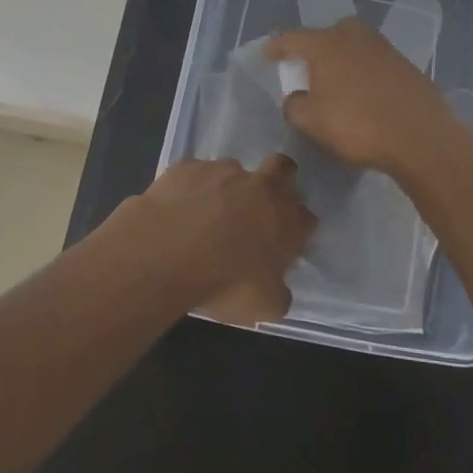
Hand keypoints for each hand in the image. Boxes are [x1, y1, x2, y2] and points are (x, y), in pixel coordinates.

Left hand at [100, 155, 314, 324]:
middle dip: (279, 179)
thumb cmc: (224, 283)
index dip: (297, 228)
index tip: (283, 243)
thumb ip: (278, 293)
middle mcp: (261, 187)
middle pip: (284, 168)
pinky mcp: (187, 166)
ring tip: (205, 213)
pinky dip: (190, 187)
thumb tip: (277, 288)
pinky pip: (194, 173)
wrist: (165, 253)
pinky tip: (176, 208)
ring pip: (234, 170)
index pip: (306, 217)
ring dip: (227, 187)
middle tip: (259, 205)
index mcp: (287, 221)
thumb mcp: (263, 307)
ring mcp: (223, 171)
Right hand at [265, 19, 457, 177]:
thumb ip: (294, 105)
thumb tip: (297, 97)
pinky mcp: (406, 65)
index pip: (292, 38)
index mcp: (326, 45)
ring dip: (342, 58)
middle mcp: (355, 37)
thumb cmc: (356, 125)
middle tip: (307, 67)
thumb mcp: (311, 122)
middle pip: (328, 33)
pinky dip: (364, 72)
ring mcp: (384, 49)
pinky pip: (374, 62)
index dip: (276, 46)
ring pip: (354, 45)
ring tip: (336, 81)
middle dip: (315, 46)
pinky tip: (364, 93)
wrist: (419, 137)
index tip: (267, 56)